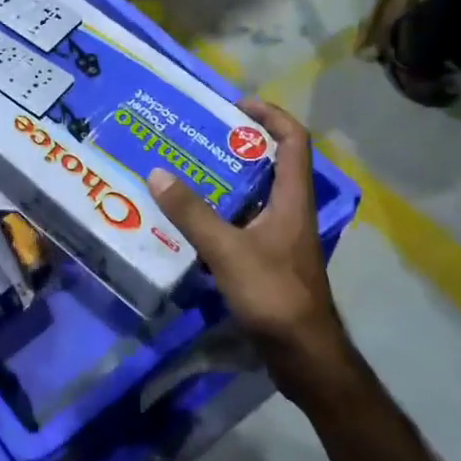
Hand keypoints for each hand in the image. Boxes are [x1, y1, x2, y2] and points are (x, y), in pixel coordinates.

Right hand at [147, 98, 352, 398]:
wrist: (303, 355)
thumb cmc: (274, 294)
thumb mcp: (227, 250)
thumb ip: (192, 214)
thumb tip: (158, 174)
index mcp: (292, 199)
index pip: (293, 140)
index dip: (270, 115)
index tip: (236, 105)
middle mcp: (290, 211)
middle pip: (270, 164)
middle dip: (237, 146)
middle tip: (197, 138)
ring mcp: (281, 238)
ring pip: (254, 196)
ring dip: (224, 182)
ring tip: (186, 172)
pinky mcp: (269, 261)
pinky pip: (242, 224)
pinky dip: (219, 216)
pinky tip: (189, 222)